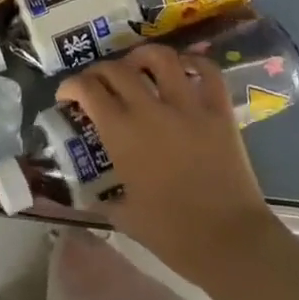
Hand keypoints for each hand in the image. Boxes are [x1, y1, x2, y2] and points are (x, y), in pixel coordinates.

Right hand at [55, 42, 278, 281]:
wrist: (230, 243)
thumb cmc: (173, 235)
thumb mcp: (126, 216)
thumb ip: (105, 198)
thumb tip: (91, 194)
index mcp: (121, 133)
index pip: (87, 89)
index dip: (71, 86)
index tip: (67, 95)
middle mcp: (149, 109)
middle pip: (116, 69)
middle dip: (100, 71)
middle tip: (98, 84)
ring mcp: (187, 106)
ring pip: (160, 57)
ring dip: (143, 56)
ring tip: (138, 66)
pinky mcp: (219, 111)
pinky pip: (207, 71)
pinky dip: (194, 62)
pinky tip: (183, 69)